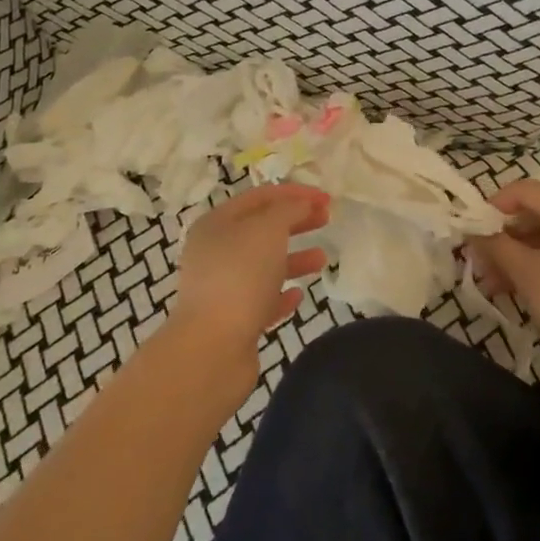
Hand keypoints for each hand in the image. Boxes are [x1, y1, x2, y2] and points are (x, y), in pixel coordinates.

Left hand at [169, 184, 329, 401]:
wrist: (212, 347)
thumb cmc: (240, 276)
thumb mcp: (268, 229)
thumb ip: (288, 210)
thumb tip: (300, 205)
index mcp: (216, 224)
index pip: (259, 197)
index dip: (294, 193)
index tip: (326, 197)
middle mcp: (214, 252)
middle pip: (261, 229)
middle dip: (295, 222)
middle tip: (327, 219)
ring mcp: (221, 288)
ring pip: (263, 265)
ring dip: (293, 259)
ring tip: (323, 259)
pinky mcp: (232, 321)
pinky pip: (261, 300)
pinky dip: (281, 294)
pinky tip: (298, 295)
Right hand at [465, 180, 539, 374]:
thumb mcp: (523, 272)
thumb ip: (496, 246)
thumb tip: (475, 234)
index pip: (523, 190)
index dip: (494, 205)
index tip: (475, 229)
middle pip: (537, 212)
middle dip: (505, 236)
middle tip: (481, 263)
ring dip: (521, 252)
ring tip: (495, 284)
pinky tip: (523, 287)